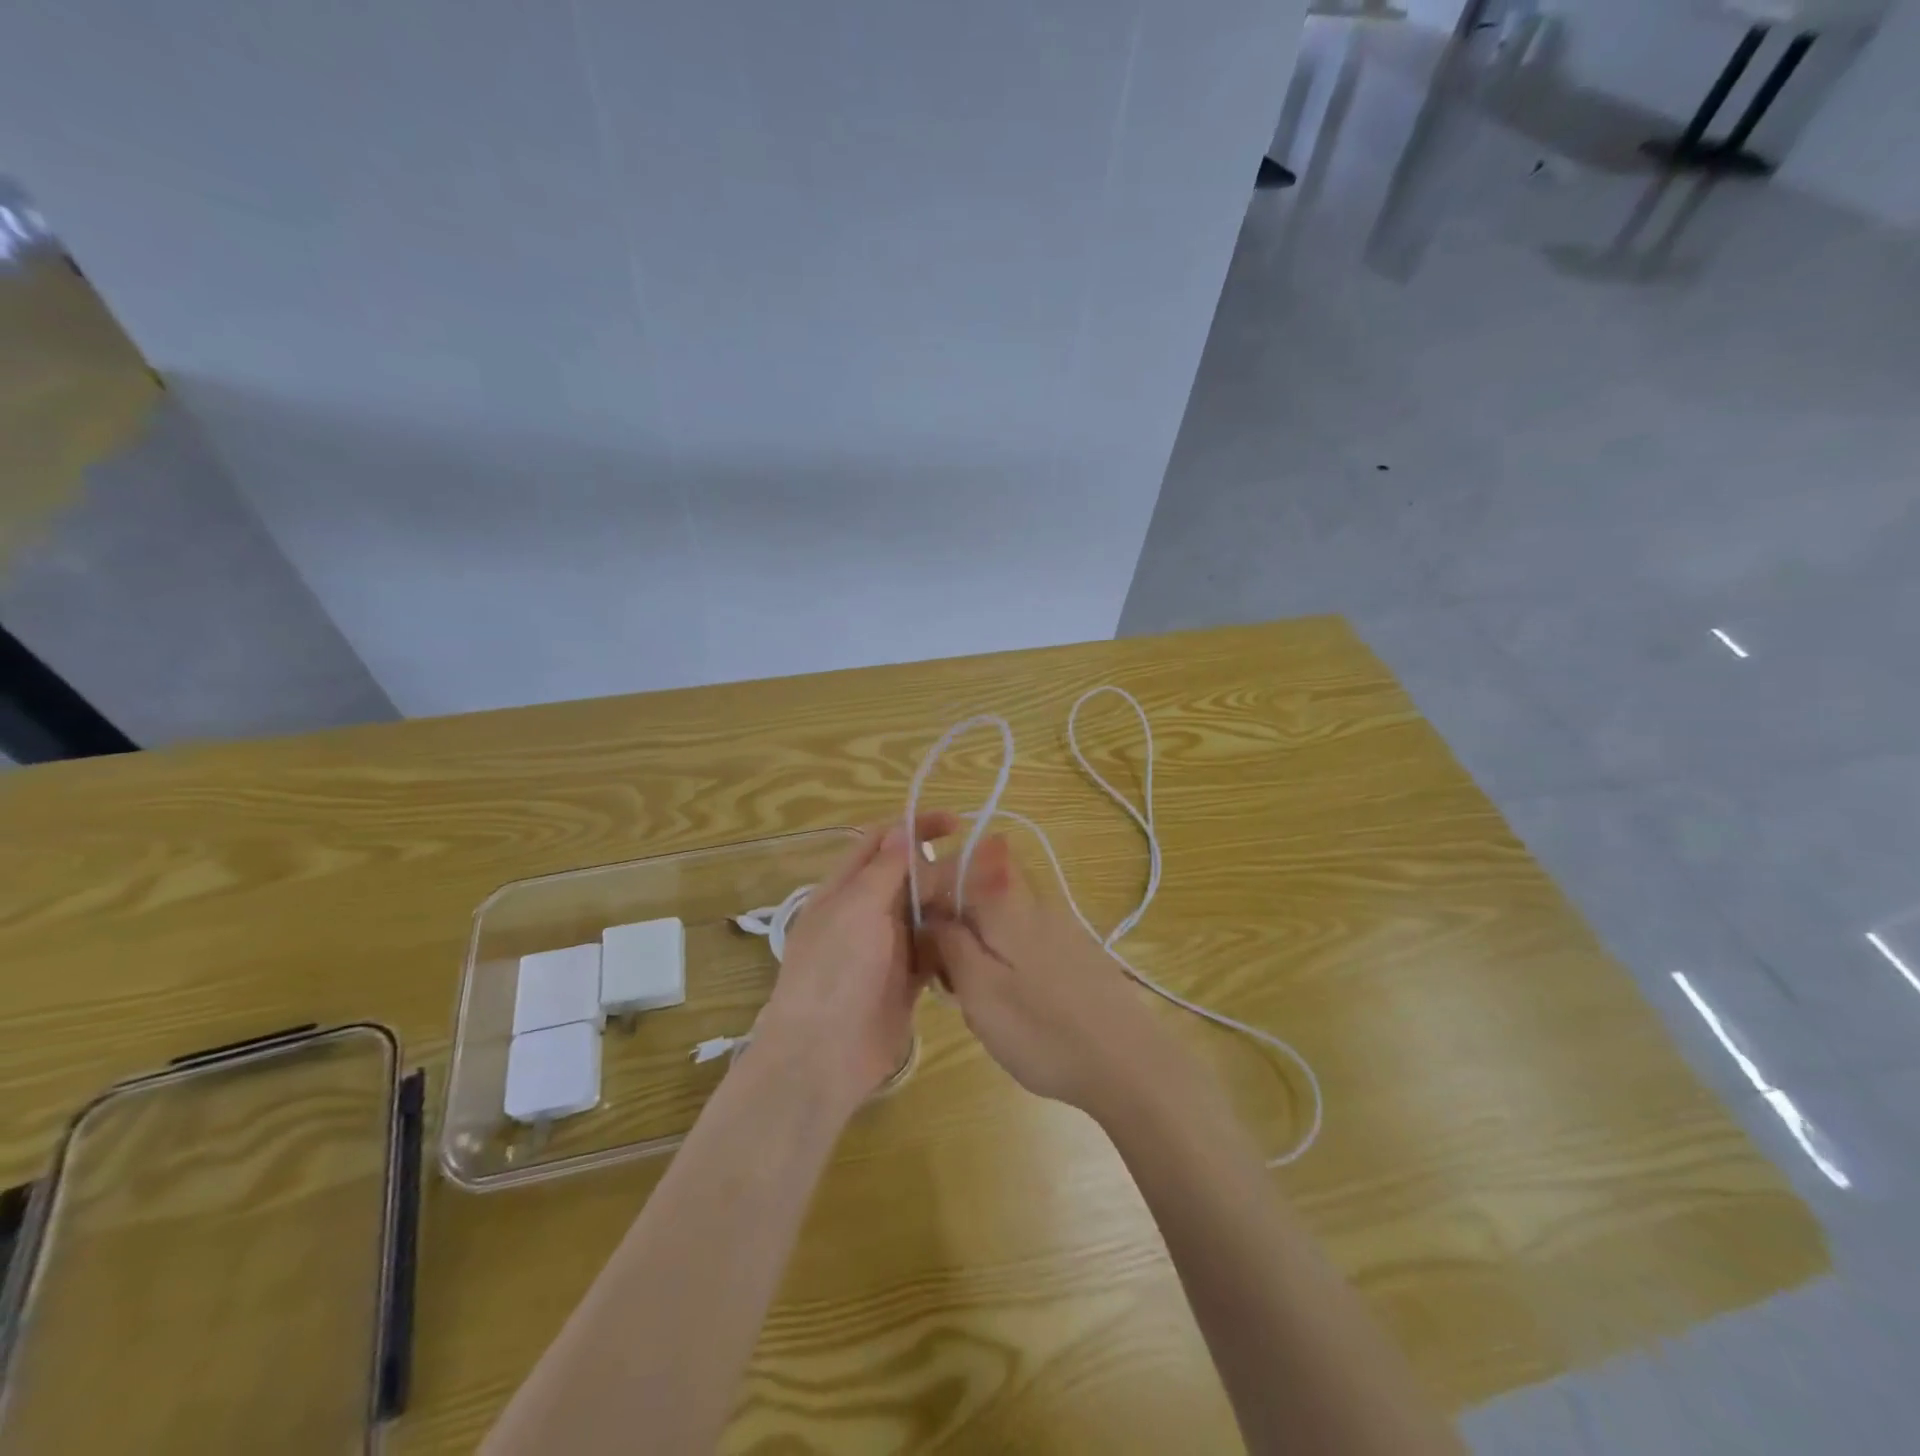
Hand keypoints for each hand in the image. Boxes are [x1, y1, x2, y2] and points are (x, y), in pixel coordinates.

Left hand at [755, 813, 957, 1112]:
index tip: (956, 823)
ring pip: (926, 912)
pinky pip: (934, 949)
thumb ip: (883, 869)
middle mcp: (866, 912)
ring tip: (990, 899)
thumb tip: (901, 828)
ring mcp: (886, 947)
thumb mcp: (856, 909)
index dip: (915, 827)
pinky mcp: (906, 979)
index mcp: (845, 889)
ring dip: (952, 903)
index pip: (882, 842)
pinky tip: (979, 935)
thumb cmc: (835, 972)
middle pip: (909, 877)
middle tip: (986, 869)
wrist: (822, 1056)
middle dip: (943, 867)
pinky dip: (953, 940)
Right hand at [914, 833, 1192, 1117]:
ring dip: (982, 957)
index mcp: (1006, 906)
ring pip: (1003, 928)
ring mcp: (1062, 929)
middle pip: (979, 902)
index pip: (956, 873)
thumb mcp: (979, 990)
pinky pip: (1028, 948)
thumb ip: (950, 943)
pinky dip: (1011, 970)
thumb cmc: (1042, 1030)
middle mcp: (1036, 904)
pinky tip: (1020, 1011)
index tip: (922, 945)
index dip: (931, 901)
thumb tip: (930, 913)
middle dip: (957, 936)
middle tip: (954, 988)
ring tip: (985, 1008)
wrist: (1129, 1064)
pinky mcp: (1080, 955)